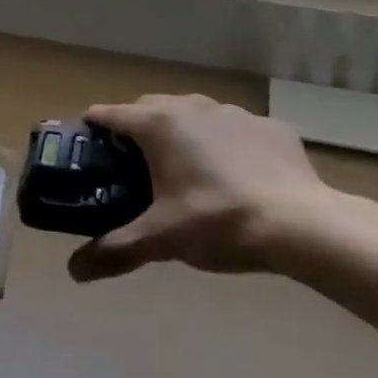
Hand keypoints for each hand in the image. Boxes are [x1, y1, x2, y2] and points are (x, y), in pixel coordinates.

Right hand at [68, 94, 338, 282]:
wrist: (304, 225)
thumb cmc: (219, 223)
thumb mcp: (162, 240)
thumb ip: (116, 250)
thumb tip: (74, 271)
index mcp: (158, 125)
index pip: (110, 114)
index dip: (93, 127)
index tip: (86, 146)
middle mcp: (191, 107)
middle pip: (150, 106)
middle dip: (137, 128)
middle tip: (134, 165)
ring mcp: (233, 113)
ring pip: (194, 113)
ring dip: (183, 132)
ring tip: (188, 169)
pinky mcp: (270, 127)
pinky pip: (237, 129)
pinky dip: (228, 144)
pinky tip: (238, 175)